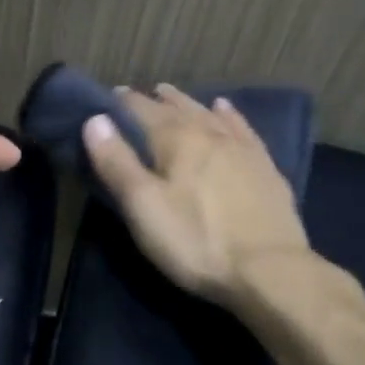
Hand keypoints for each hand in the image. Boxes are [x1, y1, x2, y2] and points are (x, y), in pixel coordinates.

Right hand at [82, 83, 310, 304]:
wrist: (270, 270)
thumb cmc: (196, 241)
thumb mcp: (143, 207)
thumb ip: (117, 162)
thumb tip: (95, 119)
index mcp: (176, 139)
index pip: (142, 110)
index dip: (123, 103)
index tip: (109, 97)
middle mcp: (209, 133)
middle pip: (177, 108)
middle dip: (155, 100)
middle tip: (139, 95)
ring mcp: (241, 148)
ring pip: (208, 114)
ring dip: (187, 102)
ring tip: (172, 94)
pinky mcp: (265, 167)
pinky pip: (242, 128)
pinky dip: (229, 115)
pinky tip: (225, 109)